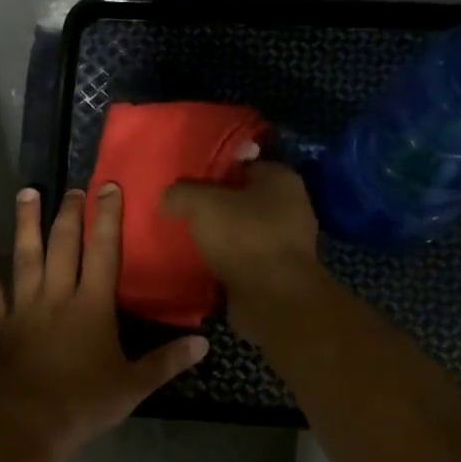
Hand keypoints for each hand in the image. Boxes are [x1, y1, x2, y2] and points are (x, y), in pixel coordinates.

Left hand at [0, 186, 207, 461]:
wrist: (29, 425)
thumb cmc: (85, 404)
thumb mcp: (134, 385)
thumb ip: (167, 361)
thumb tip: (203, 343)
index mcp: (92, 306)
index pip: (104, 251)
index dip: (107, 217)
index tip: (109, 188)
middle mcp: (56, 296)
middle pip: (63, 245)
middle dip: (69, 213)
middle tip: (73, 189)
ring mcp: (23, 308)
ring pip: (25, 256)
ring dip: (26, 224)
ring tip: (27, 193)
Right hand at [161, 161, 327, 341]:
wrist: (273, 297)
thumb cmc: (244, 237)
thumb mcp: (202, 204)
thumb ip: (181, 193)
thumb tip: (168, 196)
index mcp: (281, 178)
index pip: (243, 164)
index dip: (214, 172)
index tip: (188, 186)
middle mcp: (291, 206)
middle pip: (244, 199)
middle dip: (217, 207)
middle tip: (185, 214)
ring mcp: (288, 242)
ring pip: (245, 231)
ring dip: (222, 237)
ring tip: (192, 242)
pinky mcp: (279, 272)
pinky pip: (247, 259)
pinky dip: (229, 262)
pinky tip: (206, 266)